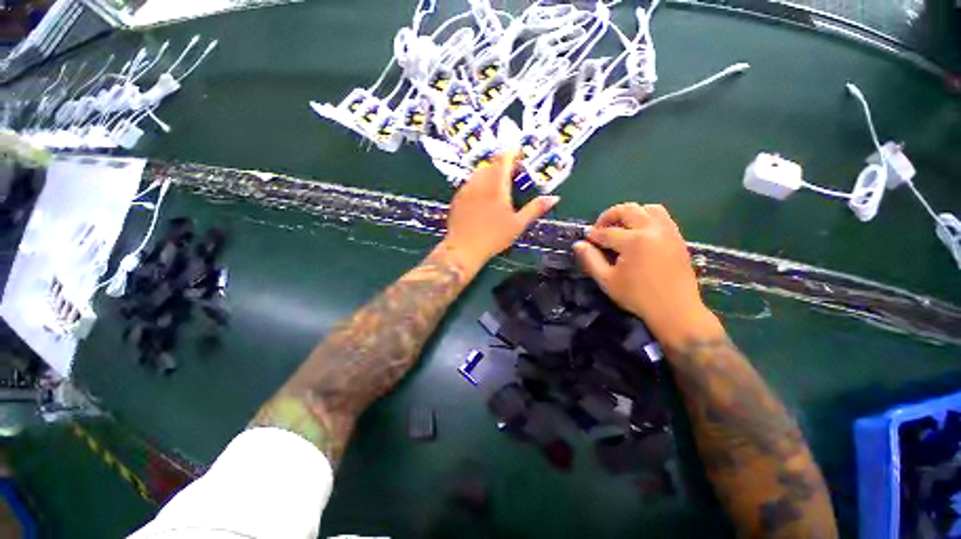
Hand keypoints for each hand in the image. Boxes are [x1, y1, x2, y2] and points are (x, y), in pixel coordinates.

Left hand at [441, 151, 559, 273]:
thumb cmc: (494, 237)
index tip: (519, 154)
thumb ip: (535, 208)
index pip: (504, 158)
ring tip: (498, 186)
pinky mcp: (457, 197)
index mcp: (496, 185)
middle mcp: (479, 182)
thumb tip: (554, 198)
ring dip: (490, 173)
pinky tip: (483, 198)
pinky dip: (479, 184)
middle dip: (502, 164)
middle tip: (512, 173)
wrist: (464, 248)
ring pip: (479, 172)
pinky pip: (470, 183)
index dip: (512, 152)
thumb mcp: (518, 224)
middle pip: (491, 163)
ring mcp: (466, 189)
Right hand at [573, 203, 722, 348]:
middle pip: (628, 210)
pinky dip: (647, 218)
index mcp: (634, 241)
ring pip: (649, 208)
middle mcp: (652, 230)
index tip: (586, 239)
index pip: (607, 232)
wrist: (676, 310)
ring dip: (631, 213)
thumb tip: (578, 244)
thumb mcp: (607, 280)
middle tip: (600, 229)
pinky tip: (639, 234)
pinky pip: (662, 217)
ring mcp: (668, 232)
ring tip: (621, 228)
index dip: (593, 235)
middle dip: (609, 216)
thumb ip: (590, 260)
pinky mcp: (678, 238)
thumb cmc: (637, 296)